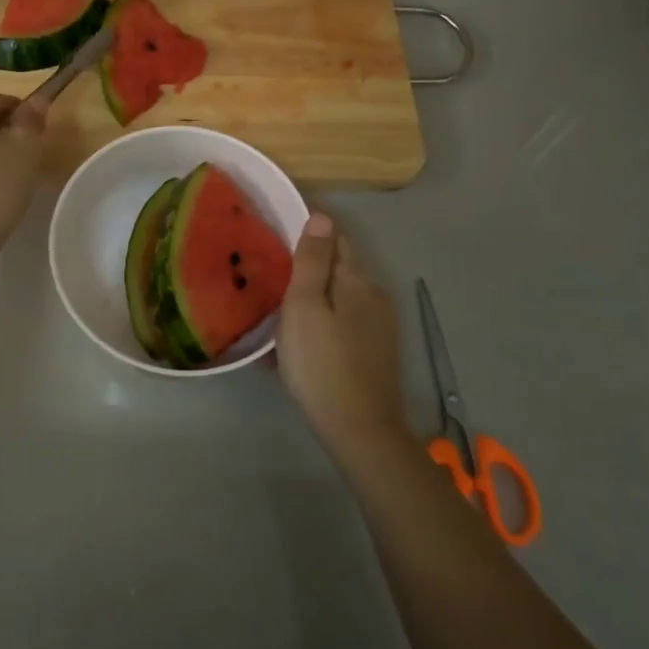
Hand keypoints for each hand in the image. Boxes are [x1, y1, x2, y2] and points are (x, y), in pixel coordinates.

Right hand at [278, 213, 407, 457]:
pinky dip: (320, 318)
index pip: (336, 236)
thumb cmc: (322, 364)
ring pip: (340, 295)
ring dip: (312, 291)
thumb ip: (313, 261)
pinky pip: (342, 320)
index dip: (311, 225)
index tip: (279, 221)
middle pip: (339, 265)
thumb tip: (322, 216)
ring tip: (277, 300)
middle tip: (270, 261)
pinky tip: (298, 337)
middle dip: (309, 259)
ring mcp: (378, 325)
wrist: (360, 432)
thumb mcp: (305, 307)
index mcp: (357, 280)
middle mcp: (374, 295)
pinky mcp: (374, 351)